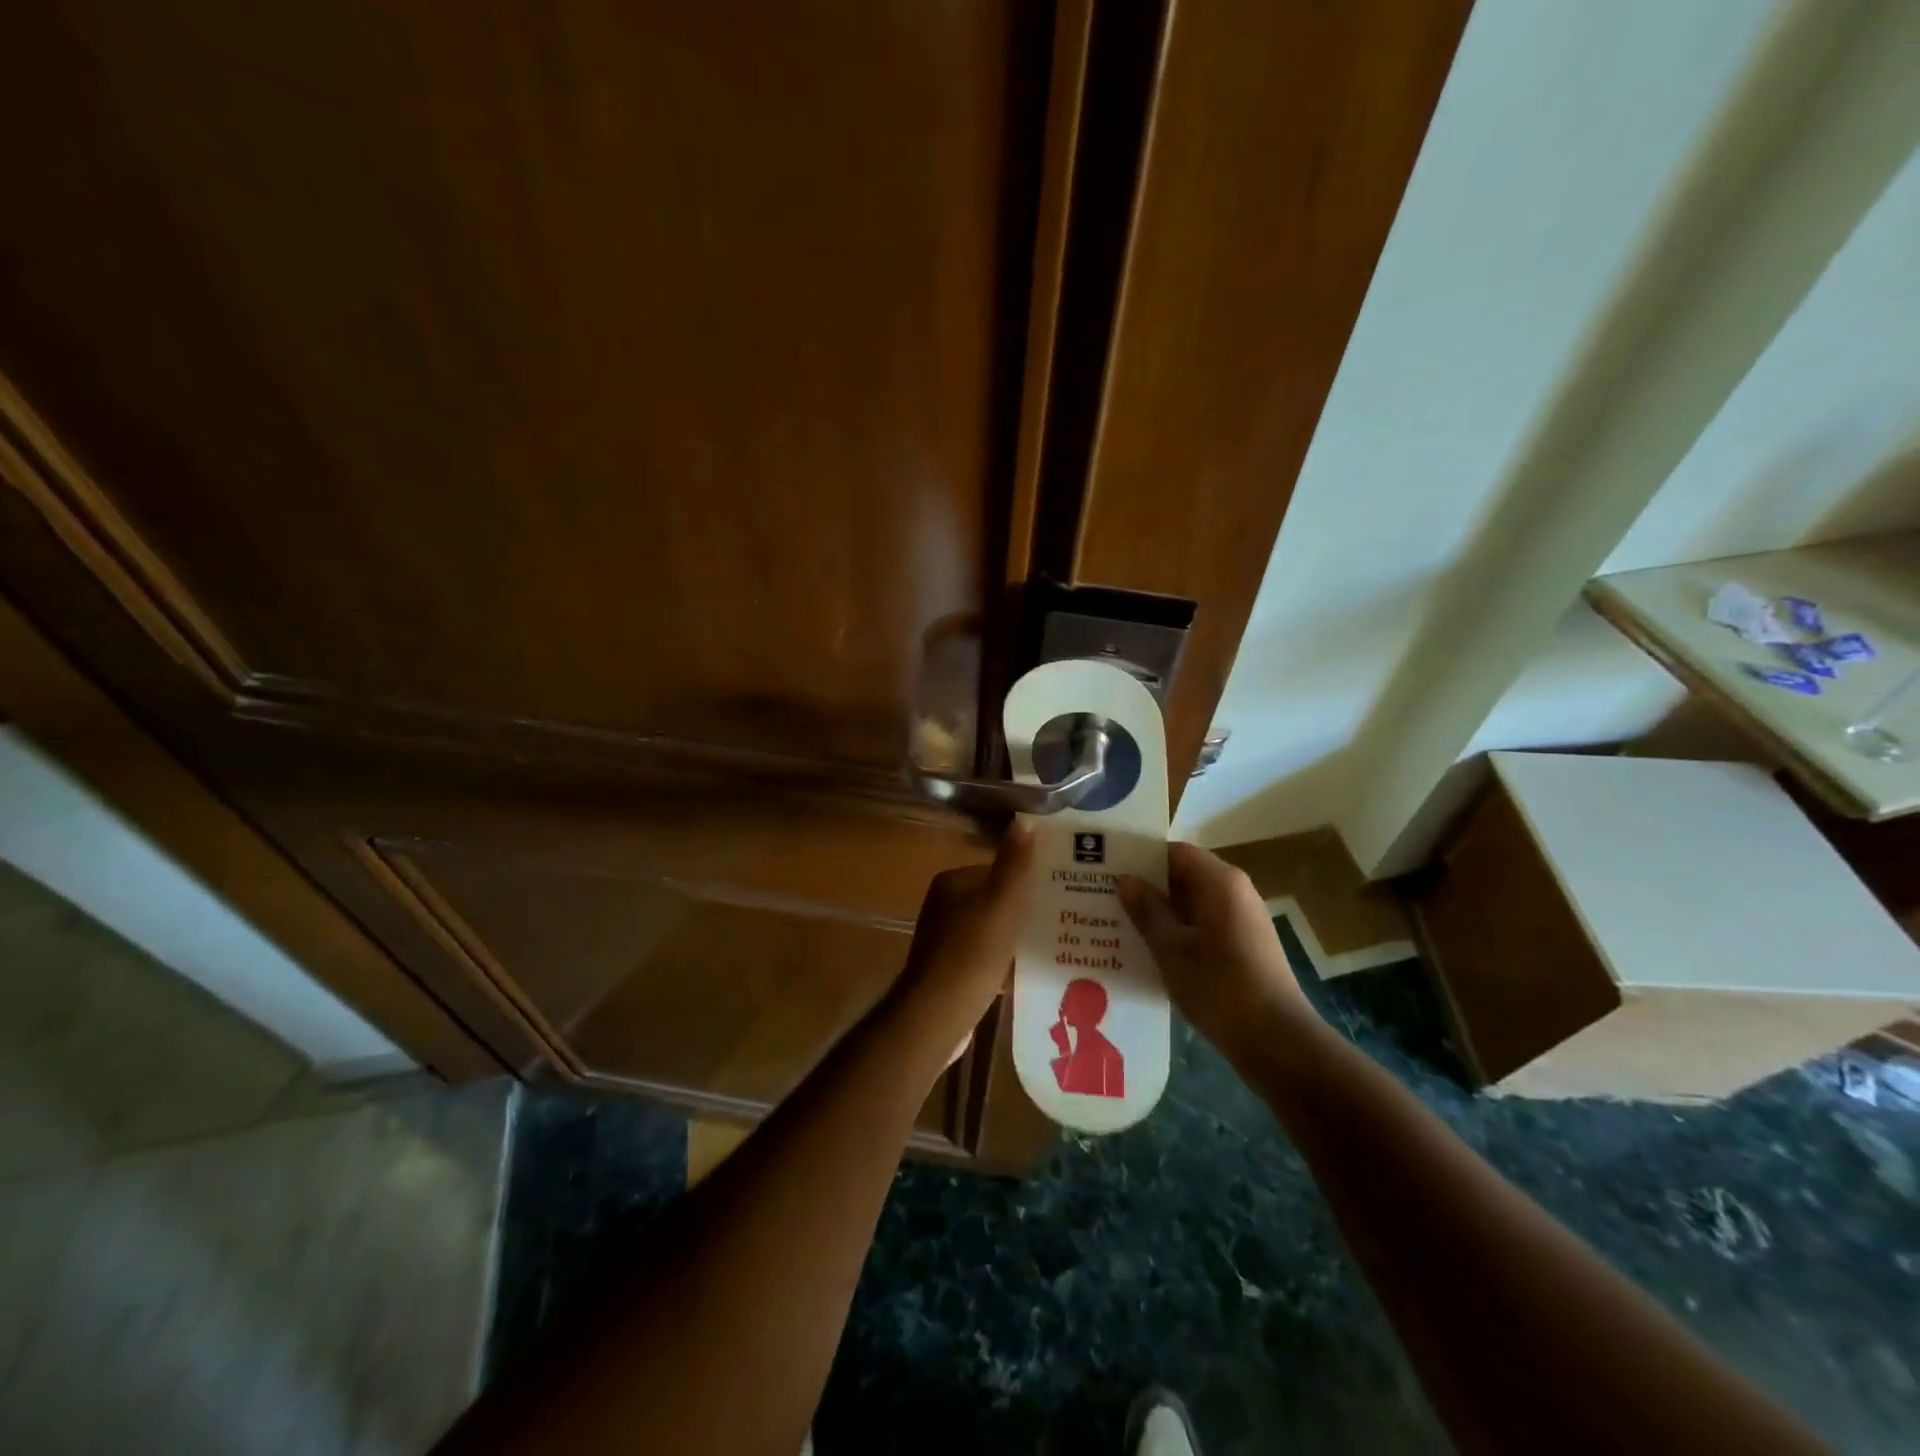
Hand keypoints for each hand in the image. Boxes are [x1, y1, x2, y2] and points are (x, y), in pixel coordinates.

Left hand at [889, 824, 1034, 1058]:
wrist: (937, 1014)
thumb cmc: (972, 953)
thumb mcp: (1001, 903)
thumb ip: (1014, 864)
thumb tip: (1024, 819)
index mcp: (952, 883)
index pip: (996, 871)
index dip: (1026, 881)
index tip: (1057, 893)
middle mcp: (943, 906)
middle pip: (994, 901)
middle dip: (1023, 911)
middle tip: (1062, 922)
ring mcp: (944, 940)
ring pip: (991, 930)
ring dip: (1015, 938)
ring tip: (1052, 948)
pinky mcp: (949, 971)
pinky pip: (984, 957)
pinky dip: (1004, 963)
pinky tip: (1027, 975)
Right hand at [1118, 842, 1317, 1055]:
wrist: (1276, 1041)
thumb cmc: (1219, 986)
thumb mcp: (1171, 948)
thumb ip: (1146, 910)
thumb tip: (1125, 880)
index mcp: (1220, 881)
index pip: (1174, 852)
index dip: (1140, 858)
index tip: (1107, 870)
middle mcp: (1234, 891)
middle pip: (1183, 875)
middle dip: (1146, 886)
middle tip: (1105, 898)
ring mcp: (1241, 918)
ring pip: (1191, 902)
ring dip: (1160, 911)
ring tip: (1119, 924)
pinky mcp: (1243, 944)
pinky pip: (1203, 924)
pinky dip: (1177, 930)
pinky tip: (1150, 950)